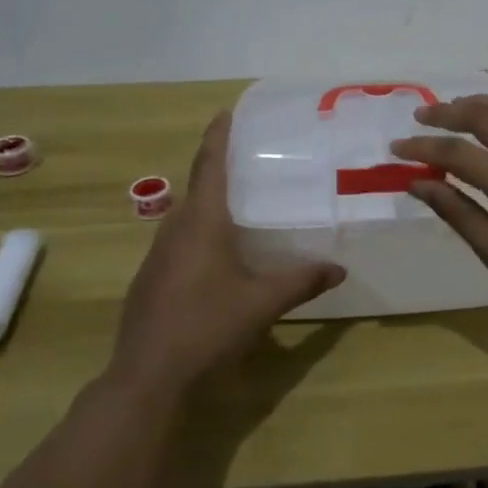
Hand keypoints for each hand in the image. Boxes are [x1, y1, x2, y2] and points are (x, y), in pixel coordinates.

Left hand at [111, 112, 344, 398]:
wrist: (147, 375)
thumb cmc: (208, 326)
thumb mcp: (263, 302)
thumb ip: (302, 281)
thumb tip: (340, 269)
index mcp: (202, 222)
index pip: (210, 166)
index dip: (218, 137)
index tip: (225, 112)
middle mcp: (175, 229)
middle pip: (197, 189)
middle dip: (218, 171)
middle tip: (249, 164)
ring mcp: (156, 256)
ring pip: (186, 218)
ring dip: (209, 206)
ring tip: (239, 207)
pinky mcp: (149, 280)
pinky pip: (178, 242)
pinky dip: (198, 235)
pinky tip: (216, 258)